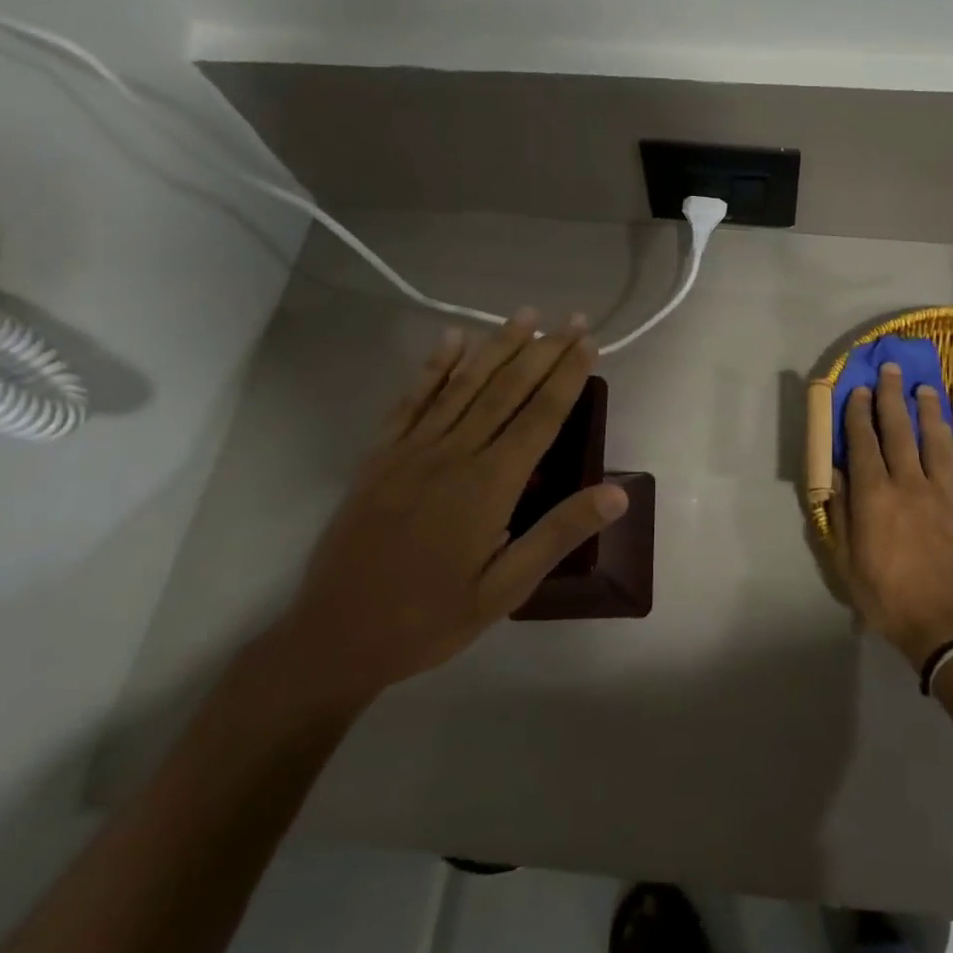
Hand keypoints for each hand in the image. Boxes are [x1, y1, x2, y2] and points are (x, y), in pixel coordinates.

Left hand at [272, 311, 627, 706]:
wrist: (335, 638)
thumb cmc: (430, 619)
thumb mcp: (505, 590)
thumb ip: (557, 534)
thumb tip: (617, 493)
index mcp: (489, 485)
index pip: (540, 416)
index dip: (568, 375)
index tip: (590, 342)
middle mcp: (453, 454)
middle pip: (507, 389)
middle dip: (544, 350)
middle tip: (572, 318)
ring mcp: (412, 450)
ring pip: (464, 384)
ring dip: (498, 346)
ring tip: (526, 314)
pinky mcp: (380, 455)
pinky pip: (412, 400)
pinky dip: (434, 366)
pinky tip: (452, 339)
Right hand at [826, 362, 952, 669]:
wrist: (952, 625)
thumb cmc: (890, 598)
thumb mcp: (848, 564)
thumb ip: (841, 515)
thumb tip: (837, 477)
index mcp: (873, 497)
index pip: (862, 443)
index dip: (858, 414)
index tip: (858, 390)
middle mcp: (906, 482)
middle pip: (896, 430)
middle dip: (890, 397)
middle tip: (890, 371)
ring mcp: (939, 490)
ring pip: (930, 438)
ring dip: (923, 409)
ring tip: (921, 387)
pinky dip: (946, 437)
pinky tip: (943, 427)